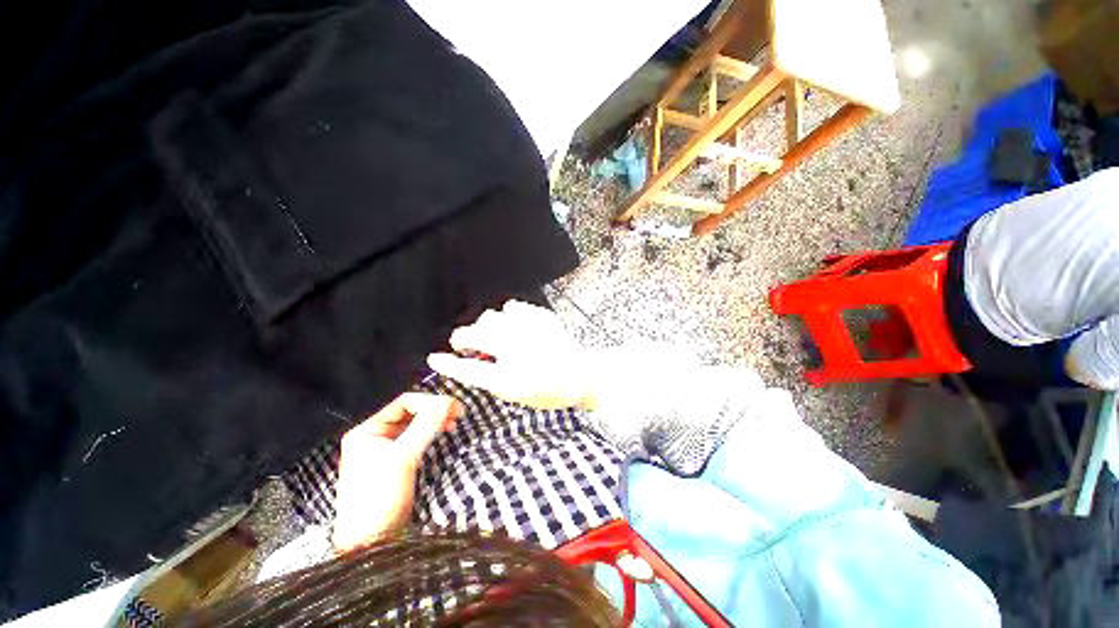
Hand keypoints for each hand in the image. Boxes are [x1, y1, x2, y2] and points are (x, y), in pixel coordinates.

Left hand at [331, 393, 460, 552]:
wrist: (370, 543)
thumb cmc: (379, 498)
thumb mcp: (403, 458)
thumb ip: (425, 427)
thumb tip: (448, 401)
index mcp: (367, 430)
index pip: (403, 402)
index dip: (428, 401)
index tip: (452, 407)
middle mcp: (375, 435)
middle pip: (410, 411)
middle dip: (434, 410)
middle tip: (457, 413)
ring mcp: (386, 448)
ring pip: (415, 424)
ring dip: (435, 420)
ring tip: (454, 423)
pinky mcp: (397, 461)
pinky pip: (417, 437)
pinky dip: (431, 433)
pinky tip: (443, 433)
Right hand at [427, 300, 597, 409]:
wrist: (581, 375)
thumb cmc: (550, 391)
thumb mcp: (517, 395)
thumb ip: (491, 378)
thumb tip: (474, 360)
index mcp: (508, 378)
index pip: (467, 370)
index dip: (447, 364)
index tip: (435, 358)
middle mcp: (515, 351)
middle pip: (473, 334)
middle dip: (462, 338)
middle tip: (464, 344)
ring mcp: (528, 330)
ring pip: (490, 316)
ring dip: (485, 326)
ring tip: (492, 334)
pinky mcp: (539, 317)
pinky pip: (512, 306)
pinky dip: (507, 315)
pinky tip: (512, 324)